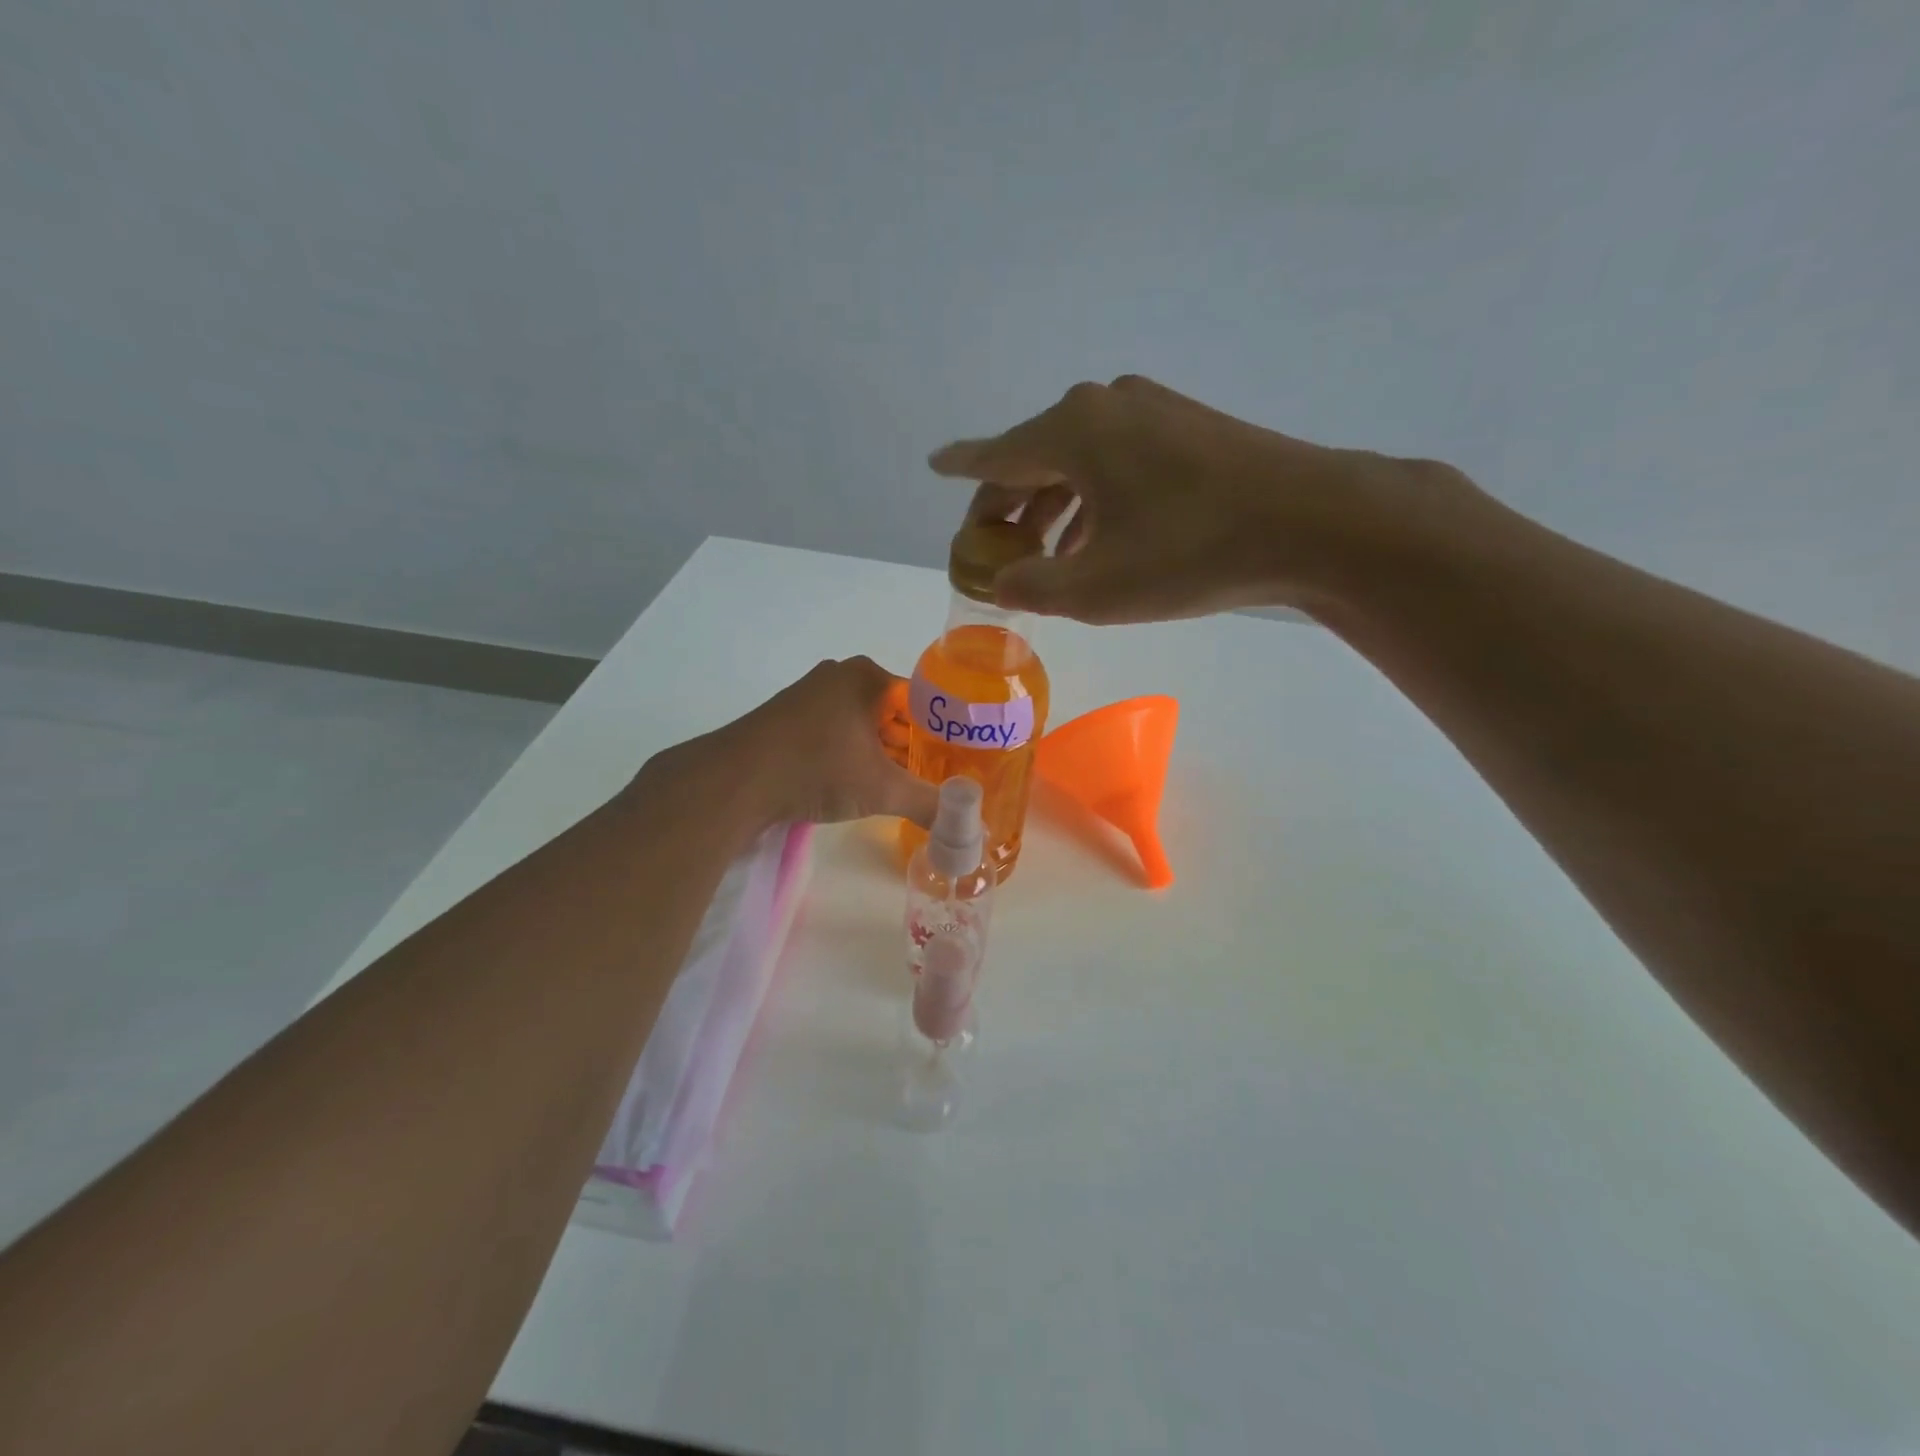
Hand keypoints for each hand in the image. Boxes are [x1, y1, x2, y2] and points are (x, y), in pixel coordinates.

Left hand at [679, 657, 939, 828]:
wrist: (736, 780)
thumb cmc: (818, 768)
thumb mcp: (882, 790)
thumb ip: (928, 804)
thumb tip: (967, 828)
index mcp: (867, 676)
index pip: (922, 700)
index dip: (942, 732)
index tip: (957, 761)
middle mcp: (839, 675)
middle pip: (892, 712)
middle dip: (911, 745)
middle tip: (934, 777)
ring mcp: (809, 694)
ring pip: (862, 723)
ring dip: (881, 752)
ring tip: (902, 785)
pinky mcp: (787, 718)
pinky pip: (835, 732)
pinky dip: (851, 754)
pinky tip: (858, 783)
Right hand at [929, 374, 1458, 623]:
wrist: (1312, 522)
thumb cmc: (1190, 552)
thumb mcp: (1096, 588)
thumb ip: (1033, 588)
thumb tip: (1002, 585)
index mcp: (1072, 431)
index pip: (997, 454)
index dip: (962, 467)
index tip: (936, 465)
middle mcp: (1105, 406)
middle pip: (1036, 458)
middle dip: (1009, 507)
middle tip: (993, 550)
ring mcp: (1151, 412)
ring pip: (1078, 463)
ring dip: (1054, 510)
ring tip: (1043, 559)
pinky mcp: (1186, 428)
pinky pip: (1116, 464)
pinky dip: (1094, 501)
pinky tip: (1098, 541)